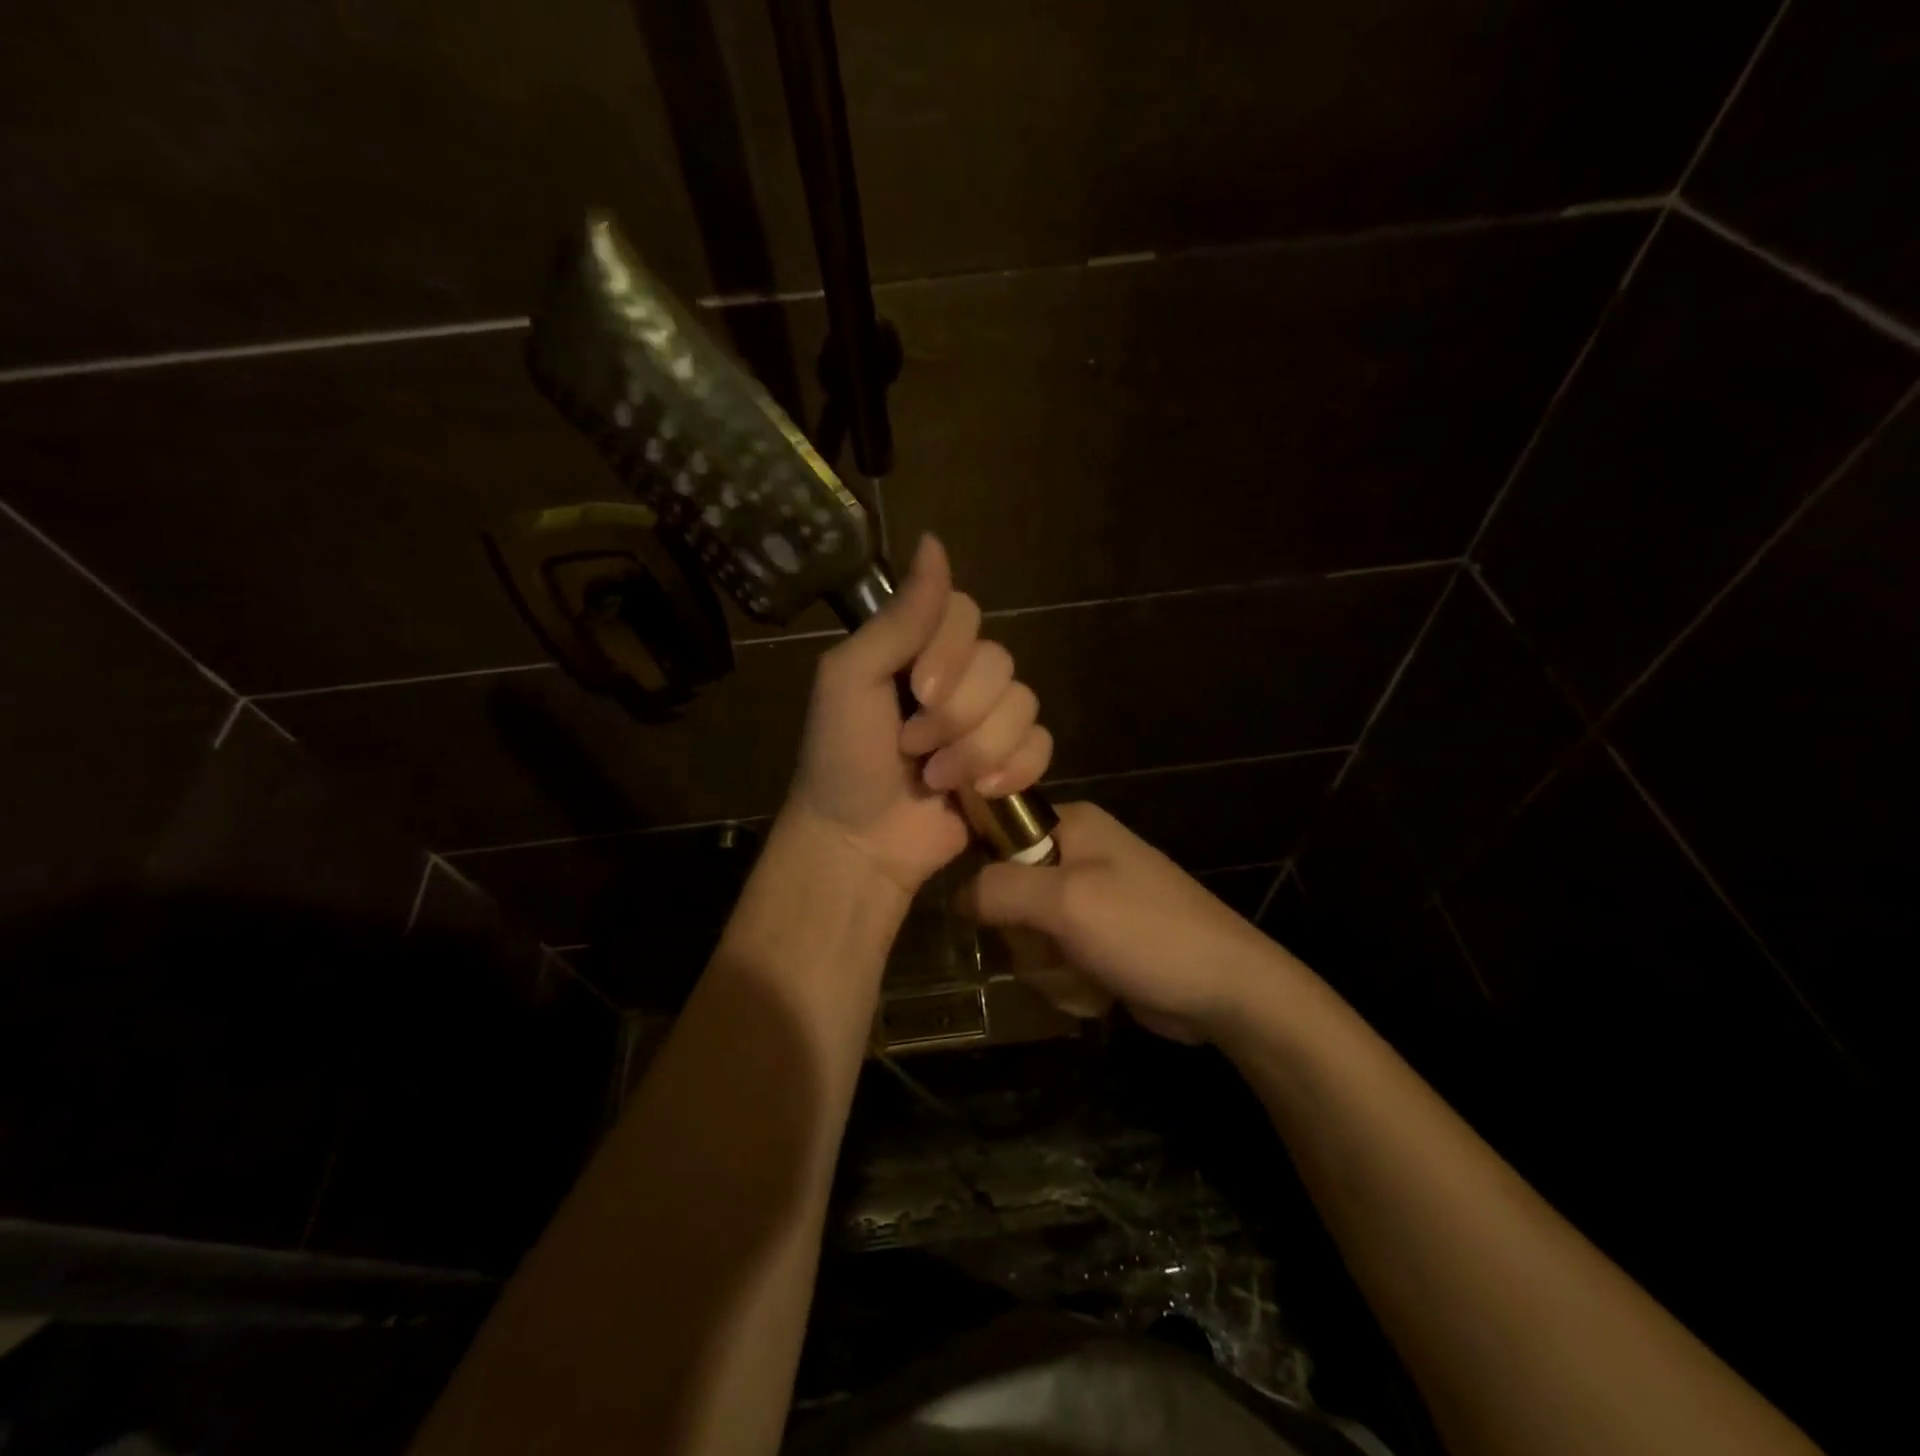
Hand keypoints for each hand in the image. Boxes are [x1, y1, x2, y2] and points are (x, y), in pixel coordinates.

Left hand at [786, 535, 1052, 896]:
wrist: (859, 842)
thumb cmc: (842, 757)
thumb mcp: (851, 678)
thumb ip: (898, 618)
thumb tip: (934, 540)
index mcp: (919, 649)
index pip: (967, 613)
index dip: (951, 653)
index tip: (916, 690)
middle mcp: (960, 676)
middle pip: (1000, 663)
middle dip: (956, 715)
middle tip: (911, 745)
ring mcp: (989, 721)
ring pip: (1024, 705)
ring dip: (977, 749)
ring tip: (936, 777)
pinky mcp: (1012, 763)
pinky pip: (1042, 744)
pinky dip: (1013, 769)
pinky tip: (980, 793)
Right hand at [961, 802, 1296, 1040]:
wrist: (1226, 989)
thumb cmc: (1146, 931)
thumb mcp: (1066, 902)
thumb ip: (999, 889)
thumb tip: (954, 895)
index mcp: (1070, 825)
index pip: (995, 833)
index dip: (985, 873)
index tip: (993, 909)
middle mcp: (1074, 855)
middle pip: (1005, 895)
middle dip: (1026, 938)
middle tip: (1056, 947)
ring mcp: (1086, 901)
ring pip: (1026, 936)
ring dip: (1048, 968)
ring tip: (1087, 973)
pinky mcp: (1095, 940)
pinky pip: (1052, 960)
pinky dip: (1068, 982)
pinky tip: (1099, 991)